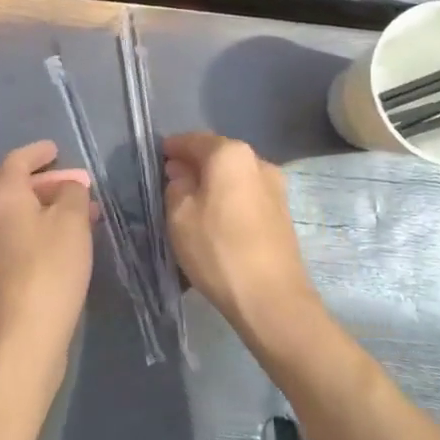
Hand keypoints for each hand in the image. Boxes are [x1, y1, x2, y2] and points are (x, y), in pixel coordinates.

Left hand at [0, 140, 94, 371]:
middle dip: (47, 182)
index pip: (16, 161)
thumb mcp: (71, 221)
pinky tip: (67, 243)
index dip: (37, 152)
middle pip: (16, 188)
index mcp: (3, 198)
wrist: (24, 336)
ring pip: (20, 215)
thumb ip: (72, 193)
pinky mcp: (0, 274)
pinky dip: (43, 229)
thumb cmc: (50, 268)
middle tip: (76, 184)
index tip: (56, 150)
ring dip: (48, 208)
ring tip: (81, 212)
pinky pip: (22, 236)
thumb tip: (67, 186)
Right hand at [163, 132, 319, 343]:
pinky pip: (247, 195)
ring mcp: (275, 187)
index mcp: (230, 153)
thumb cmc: (218, 249)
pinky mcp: (283, 213)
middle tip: (171, 182)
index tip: (156, 160)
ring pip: (234, 176)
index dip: (172, 148)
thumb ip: (176, 185)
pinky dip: (229, 199)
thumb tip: (182, 173)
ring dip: (214, 183)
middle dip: (194, 165)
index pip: (193, 140)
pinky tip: (217, 220)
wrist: (273, 300)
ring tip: (193, 204)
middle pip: (217, 155)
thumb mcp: (179, 215)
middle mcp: (257, 160)